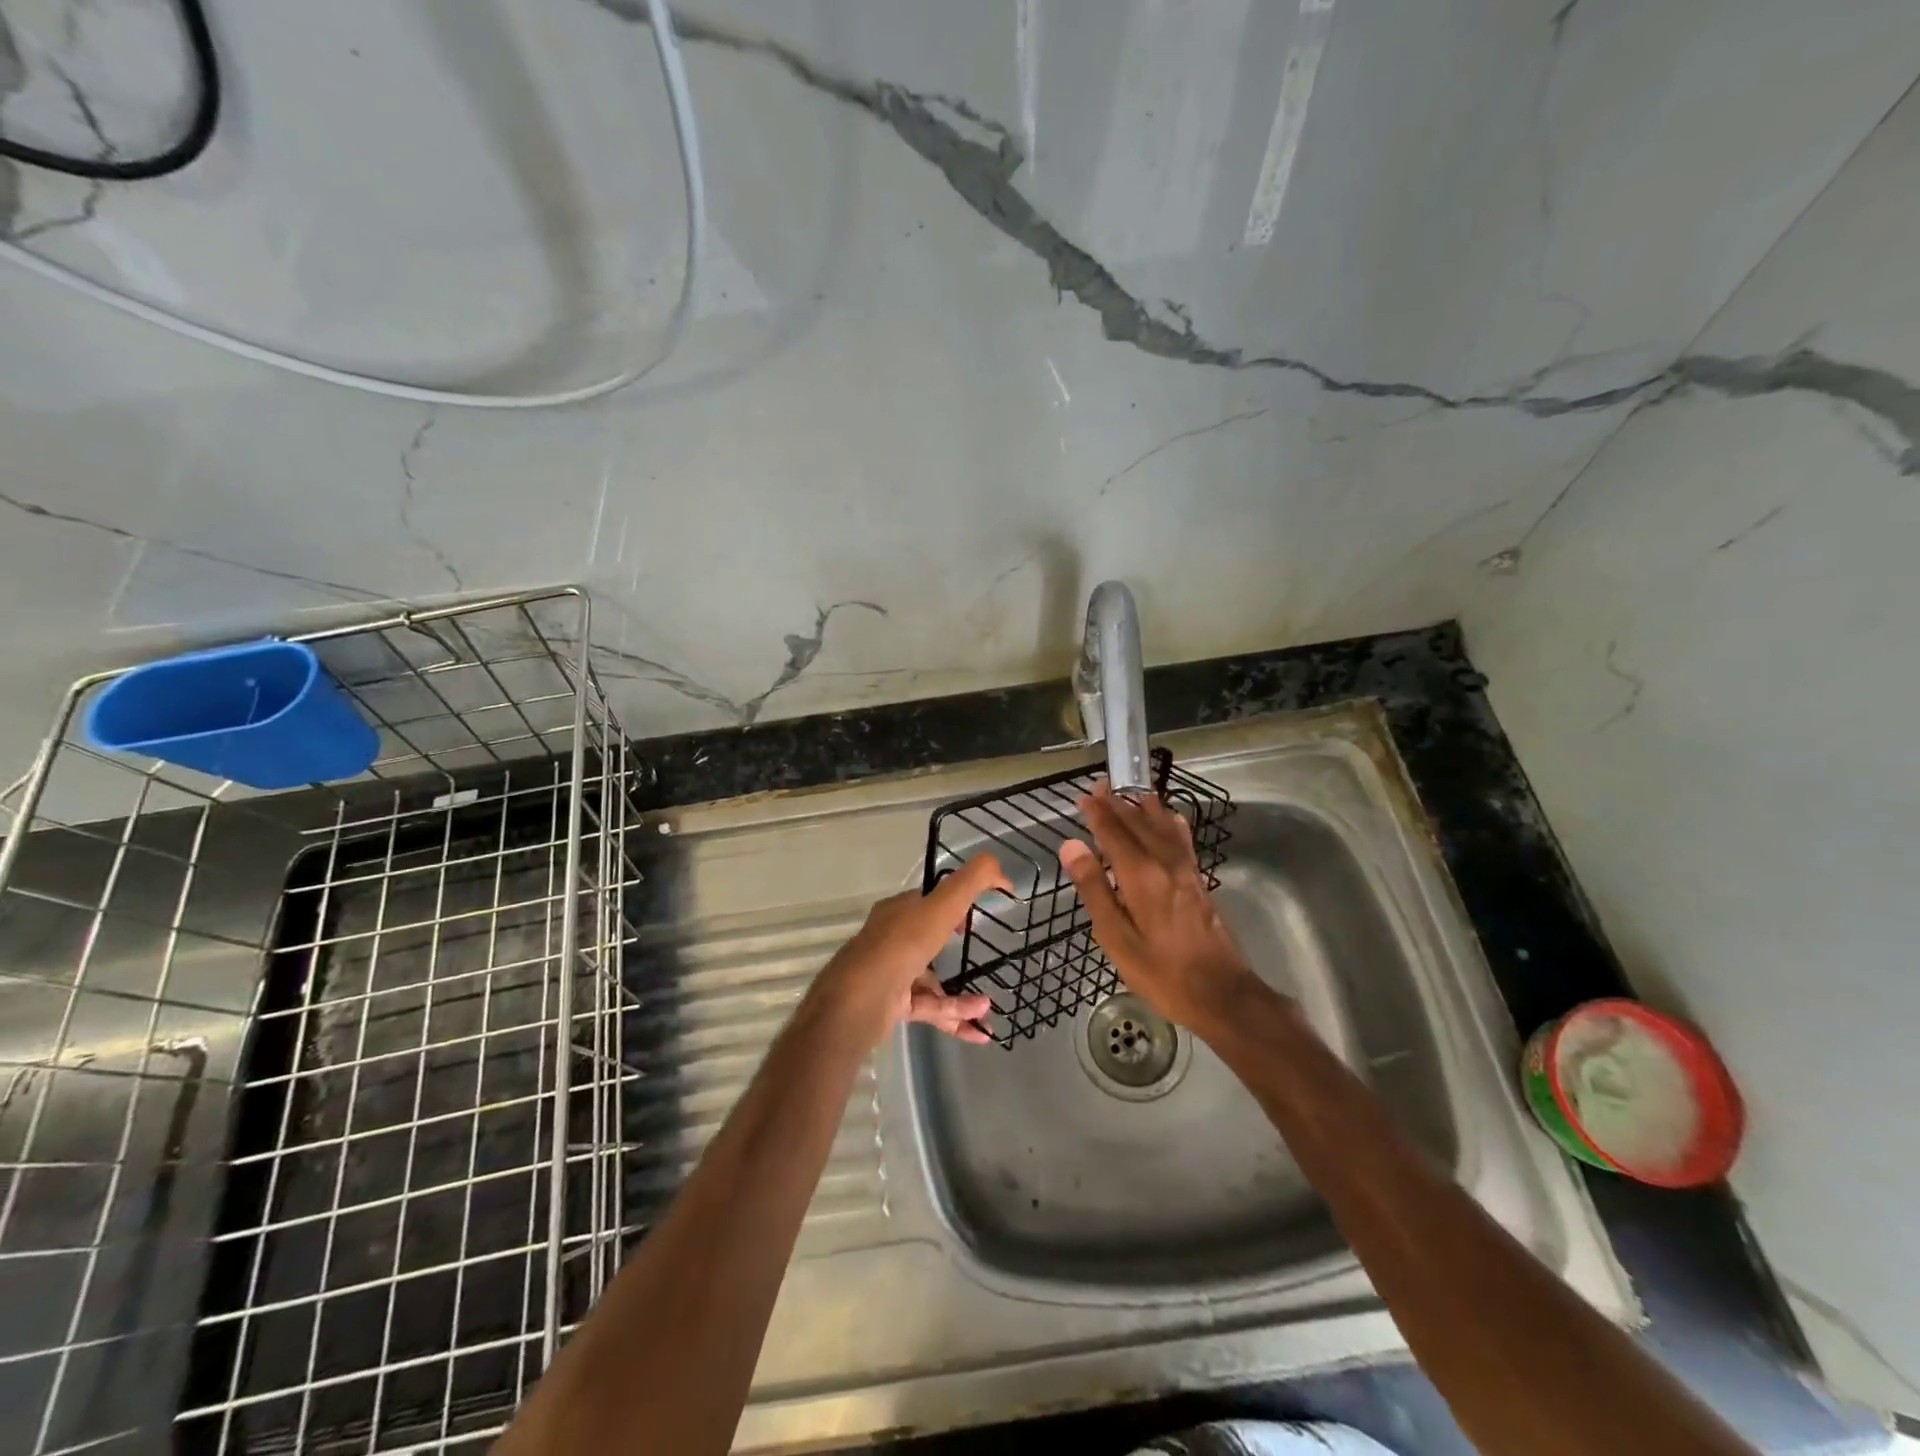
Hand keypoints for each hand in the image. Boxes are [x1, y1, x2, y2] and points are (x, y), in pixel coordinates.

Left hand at [804, 854, 1011, 1051]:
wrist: (859, 1000)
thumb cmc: (902, 944)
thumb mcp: (943, 904)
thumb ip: (973, 881)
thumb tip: (1002, 871)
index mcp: (898, 911)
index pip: (926, 901)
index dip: (951, 904)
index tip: (974, 915)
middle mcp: (891, 939)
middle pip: (927, 939)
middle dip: (954, 948)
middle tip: (981, 954)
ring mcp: (890, 974)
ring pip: (932, 981)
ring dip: (961, 995)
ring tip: (988, 1007)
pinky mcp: (892, 1006)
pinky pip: (930, 1009)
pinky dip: (954, 1015)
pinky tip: (979, 1027)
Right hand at [1059, 783, 1261, 1034]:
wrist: (1221, 994)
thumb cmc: (1160, 972)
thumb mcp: (1116, 937)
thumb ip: (1094, 888)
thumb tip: (1071, 846)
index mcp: (1141, 876)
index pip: (1114, 834)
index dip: (1098, 814)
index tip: (1084, 795)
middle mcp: (1165, 864)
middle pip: (1139, 825)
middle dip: (1118, 804)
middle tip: (1102, 786)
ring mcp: (1186, 872)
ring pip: (1163, 829)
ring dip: (1145, 808)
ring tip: (1134, 791)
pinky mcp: (1199, 883)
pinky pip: (1183, 841)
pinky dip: (1172, 824)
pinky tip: (1171, 820)